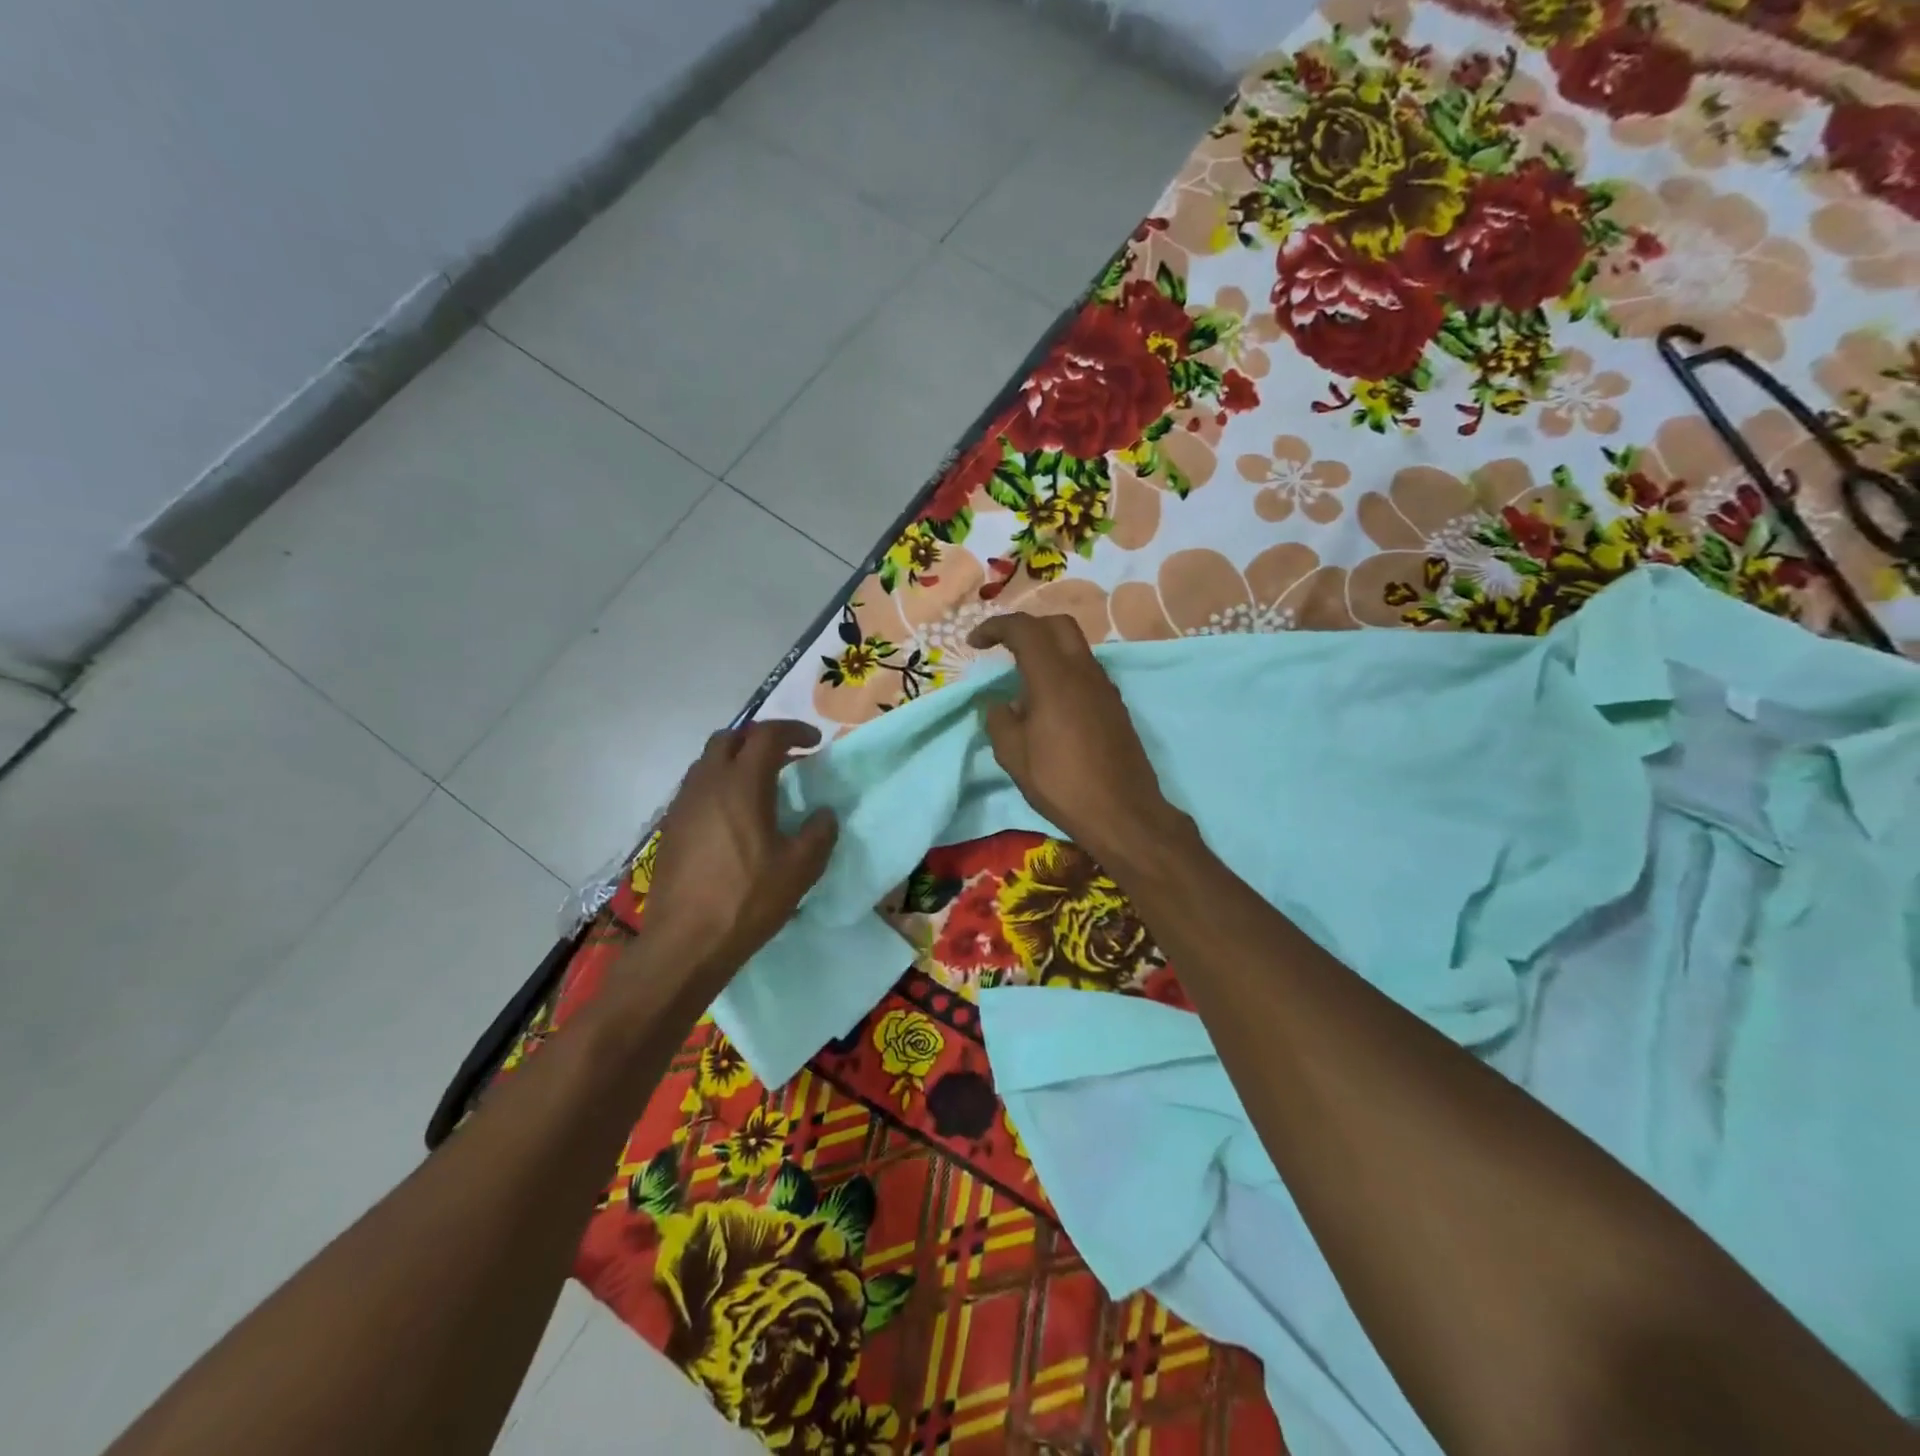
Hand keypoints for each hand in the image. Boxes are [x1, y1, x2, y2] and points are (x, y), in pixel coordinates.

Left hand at [638, 721, 837, 980]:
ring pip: (708, 762)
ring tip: (760, 786)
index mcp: (742, 784)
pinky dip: (719, 785)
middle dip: (759, 739)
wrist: (686, 942)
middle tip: (786, 758)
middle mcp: (708, 783)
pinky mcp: (671, 827)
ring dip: (736, 761)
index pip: (767, 735)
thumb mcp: (800, 869)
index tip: (814, 743)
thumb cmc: (748, 900)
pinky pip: (696, 788)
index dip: (794, 730)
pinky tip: (734, 817)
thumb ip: (819, 833)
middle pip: (730, 738)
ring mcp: (683, 804)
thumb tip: (823, 814)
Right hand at [966, 613, 1179, 866]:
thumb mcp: (1013, 755)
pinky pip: (1085, 672)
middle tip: (1003, 648)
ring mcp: (1105, 687)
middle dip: (1026, 628)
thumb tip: (1002, 705)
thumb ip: (1000, 720)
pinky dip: (1063, 672)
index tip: (974, 643)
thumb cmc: (1061, 782)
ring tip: (1023, 682)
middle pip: (1056, 624)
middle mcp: (1084, 671)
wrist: (1122, 812)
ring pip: (1075, 647)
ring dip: (1047, 650)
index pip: (1024, 629)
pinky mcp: (1115, 706)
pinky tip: (1050, 705)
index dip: (995, 627)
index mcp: (1054, 677)